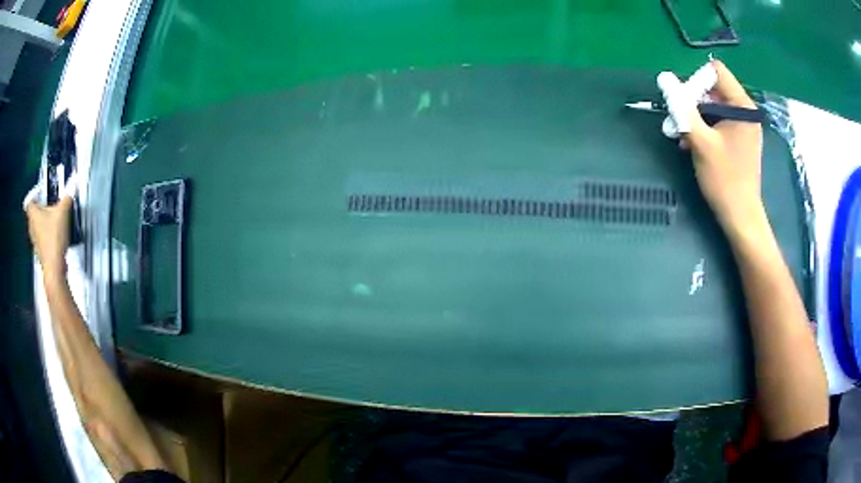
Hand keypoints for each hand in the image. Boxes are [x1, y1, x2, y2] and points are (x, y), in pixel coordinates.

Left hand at [24, 187, 73, 279]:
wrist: (54, 268)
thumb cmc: (54, 237)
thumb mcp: (64, 211)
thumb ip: (66, 199)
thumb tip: (68, 195)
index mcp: (33, 214)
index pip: (30, 201)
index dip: (35, 196)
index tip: (42, 195)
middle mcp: (31, 227)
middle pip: (34, 215)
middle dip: (42, 211)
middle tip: (51, 208)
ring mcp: (35, 242)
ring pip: (38, 228)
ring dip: (45, 225)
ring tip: (55, 223)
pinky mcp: (40, 253)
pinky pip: (43, 240)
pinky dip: (48, 237)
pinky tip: (56, 238)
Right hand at [683, 61, 765, 236]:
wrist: (741, 217)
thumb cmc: (725, 180)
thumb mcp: (701, 141)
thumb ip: (683, 107)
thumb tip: (664, 78)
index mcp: (743, 107)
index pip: (716, 73)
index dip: (696, 81)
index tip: (685, 103)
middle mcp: (745, 112)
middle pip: (712, 89)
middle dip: (692, 101)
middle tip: (677, 121)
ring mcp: (743, 126)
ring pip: (712, 106)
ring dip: (694, 117)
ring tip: (681, 136)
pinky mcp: (739, 139)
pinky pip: (717, 122)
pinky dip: (703, 128)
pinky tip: (691, 143)